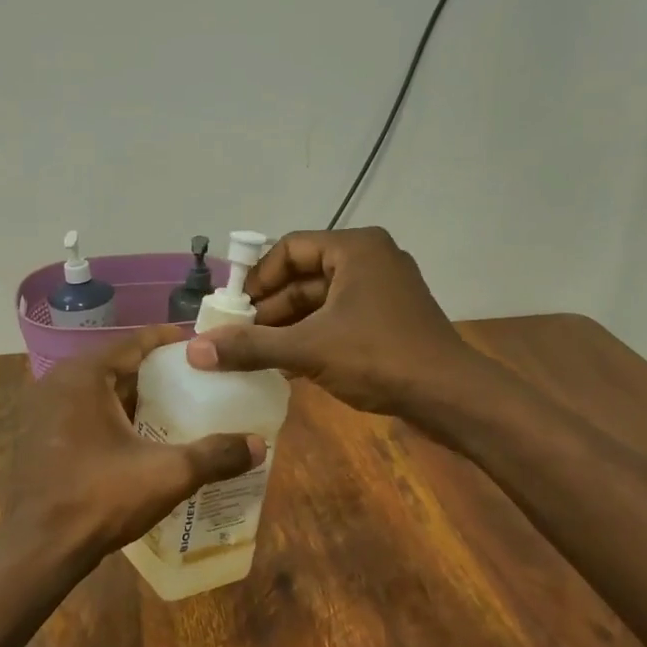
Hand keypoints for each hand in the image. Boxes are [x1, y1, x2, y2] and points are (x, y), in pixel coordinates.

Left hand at [6, 327, 265, 575]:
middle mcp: (59, 383)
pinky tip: (143, 438)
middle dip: (157, 373)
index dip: (171, 341)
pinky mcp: (42, 437)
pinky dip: (115, 417)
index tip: (204, 348)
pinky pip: (85, 413)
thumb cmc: (100, 498)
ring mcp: (45, 410)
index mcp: (85, 376)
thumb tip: (259, 445)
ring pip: (101, 392)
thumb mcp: (167, 475)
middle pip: (118, 365)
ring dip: (136, 397)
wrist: (39, 547)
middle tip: (198, 381)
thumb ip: (215, 455)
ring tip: (178, 408)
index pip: (135, 341)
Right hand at [186, 227, 469, 416]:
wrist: (451, 398)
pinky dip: (310, 337)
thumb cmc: (379, 358)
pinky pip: (338, 320)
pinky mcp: (388, 320)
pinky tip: (285, 365)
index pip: (290, 248)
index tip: (234, 309)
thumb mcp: (308, 349)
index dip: (257, 277)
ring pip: (320, 301)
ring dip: (287, 326)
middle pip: (304, 276)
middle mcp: (370, 260)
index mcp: (355, 249)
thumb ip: (250, 346)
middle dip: (269, 308)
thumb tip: (194, 349)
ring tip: (255, 354)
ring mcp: (382, 292)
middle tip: (238, 336)